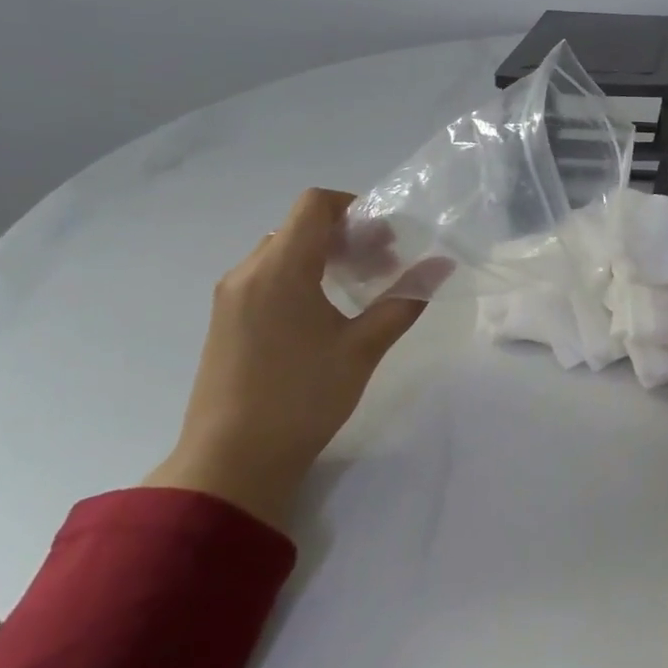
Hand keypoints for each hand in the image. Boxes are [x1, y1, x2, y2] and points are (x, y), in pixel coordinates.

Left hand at [144, 187, 443, 528]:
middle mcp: (248, 272)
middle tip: (383, 266)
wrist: (231, 463)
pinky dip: (300, 277)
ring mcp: (231, 297)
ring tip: (358, 290)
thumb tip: (442, 265)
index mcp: (280, 268)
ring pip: (282, 252)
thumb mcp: (364, 347)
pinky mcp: (225, 321)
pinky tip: (324, 314)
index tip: (384, 238)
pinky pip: (266, 277)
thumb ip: (405, 299)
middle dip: (346, 236)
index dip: (353, 207)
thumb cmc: (302, 397)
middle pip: (300, 227)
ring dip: (323, 257)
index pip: (314, 204)